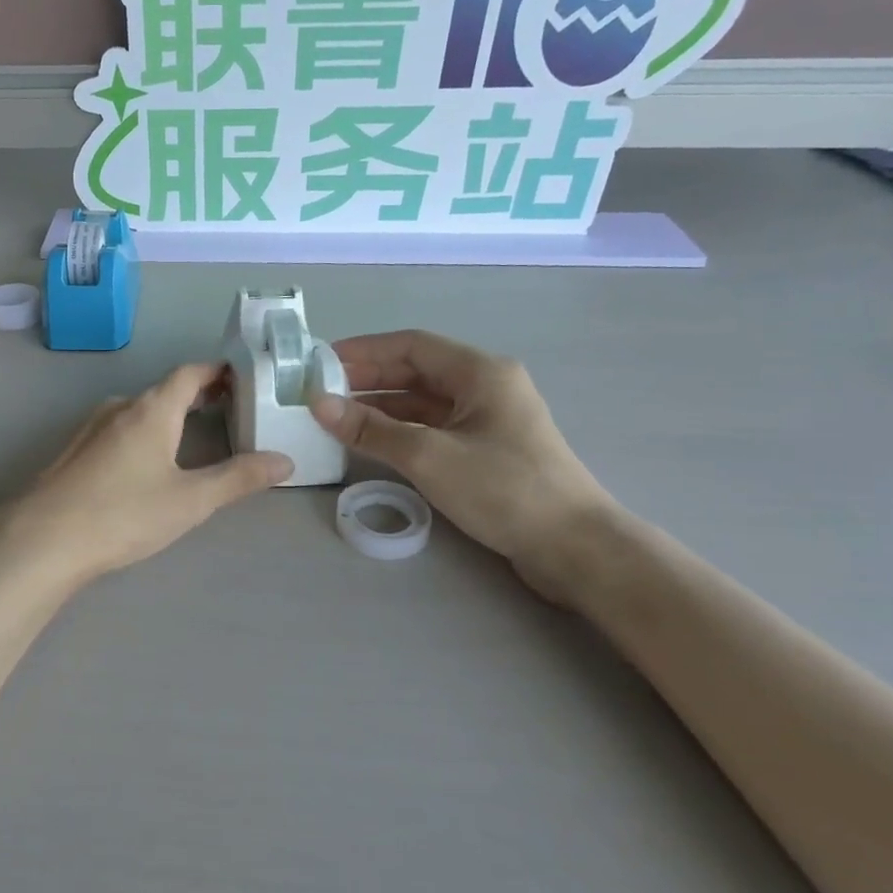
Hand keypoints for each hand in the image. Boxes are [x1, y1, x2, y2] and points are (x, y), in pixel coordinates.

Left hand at [2, 364, 292, 589]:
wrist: (44, 539)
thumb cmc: (124, 514)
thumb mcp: (191, 500)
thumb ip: (238, 478)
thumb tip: (284, 461)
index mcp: (151, 409)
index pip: (189, 373)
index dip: (217, 371)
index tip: (242, 377)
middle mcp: (120, 407)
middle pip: (164, 390)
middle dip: (197, 394)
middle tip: (228, 408)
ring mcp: (91, 427)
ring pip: (139, 409)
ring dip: (168, 414)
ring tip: (194, 434)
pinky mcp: (74, 451)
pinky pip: (118, 428)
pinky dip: (143, 431)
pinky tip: (147, 461)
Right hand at [311, 331, 613, 600]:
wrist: (574, 547)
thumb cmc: (504, 489)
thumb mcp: (429, 456)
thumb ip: (371, 429)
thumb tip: (318, 404)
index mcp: (480, 372)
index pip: (411, 345)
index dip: (363, 350)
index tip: (321, 362)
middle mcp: (485, 386)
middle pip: (417, 371)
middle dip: (368, 378)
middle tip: (321, 391)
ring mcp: (488, 419)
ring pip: (423, 401)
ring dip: (381, 406)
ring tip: (336, 417)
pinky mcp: (487, 449)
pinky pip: (434, 427)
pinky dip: (401, 430)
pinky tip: (372, 441)